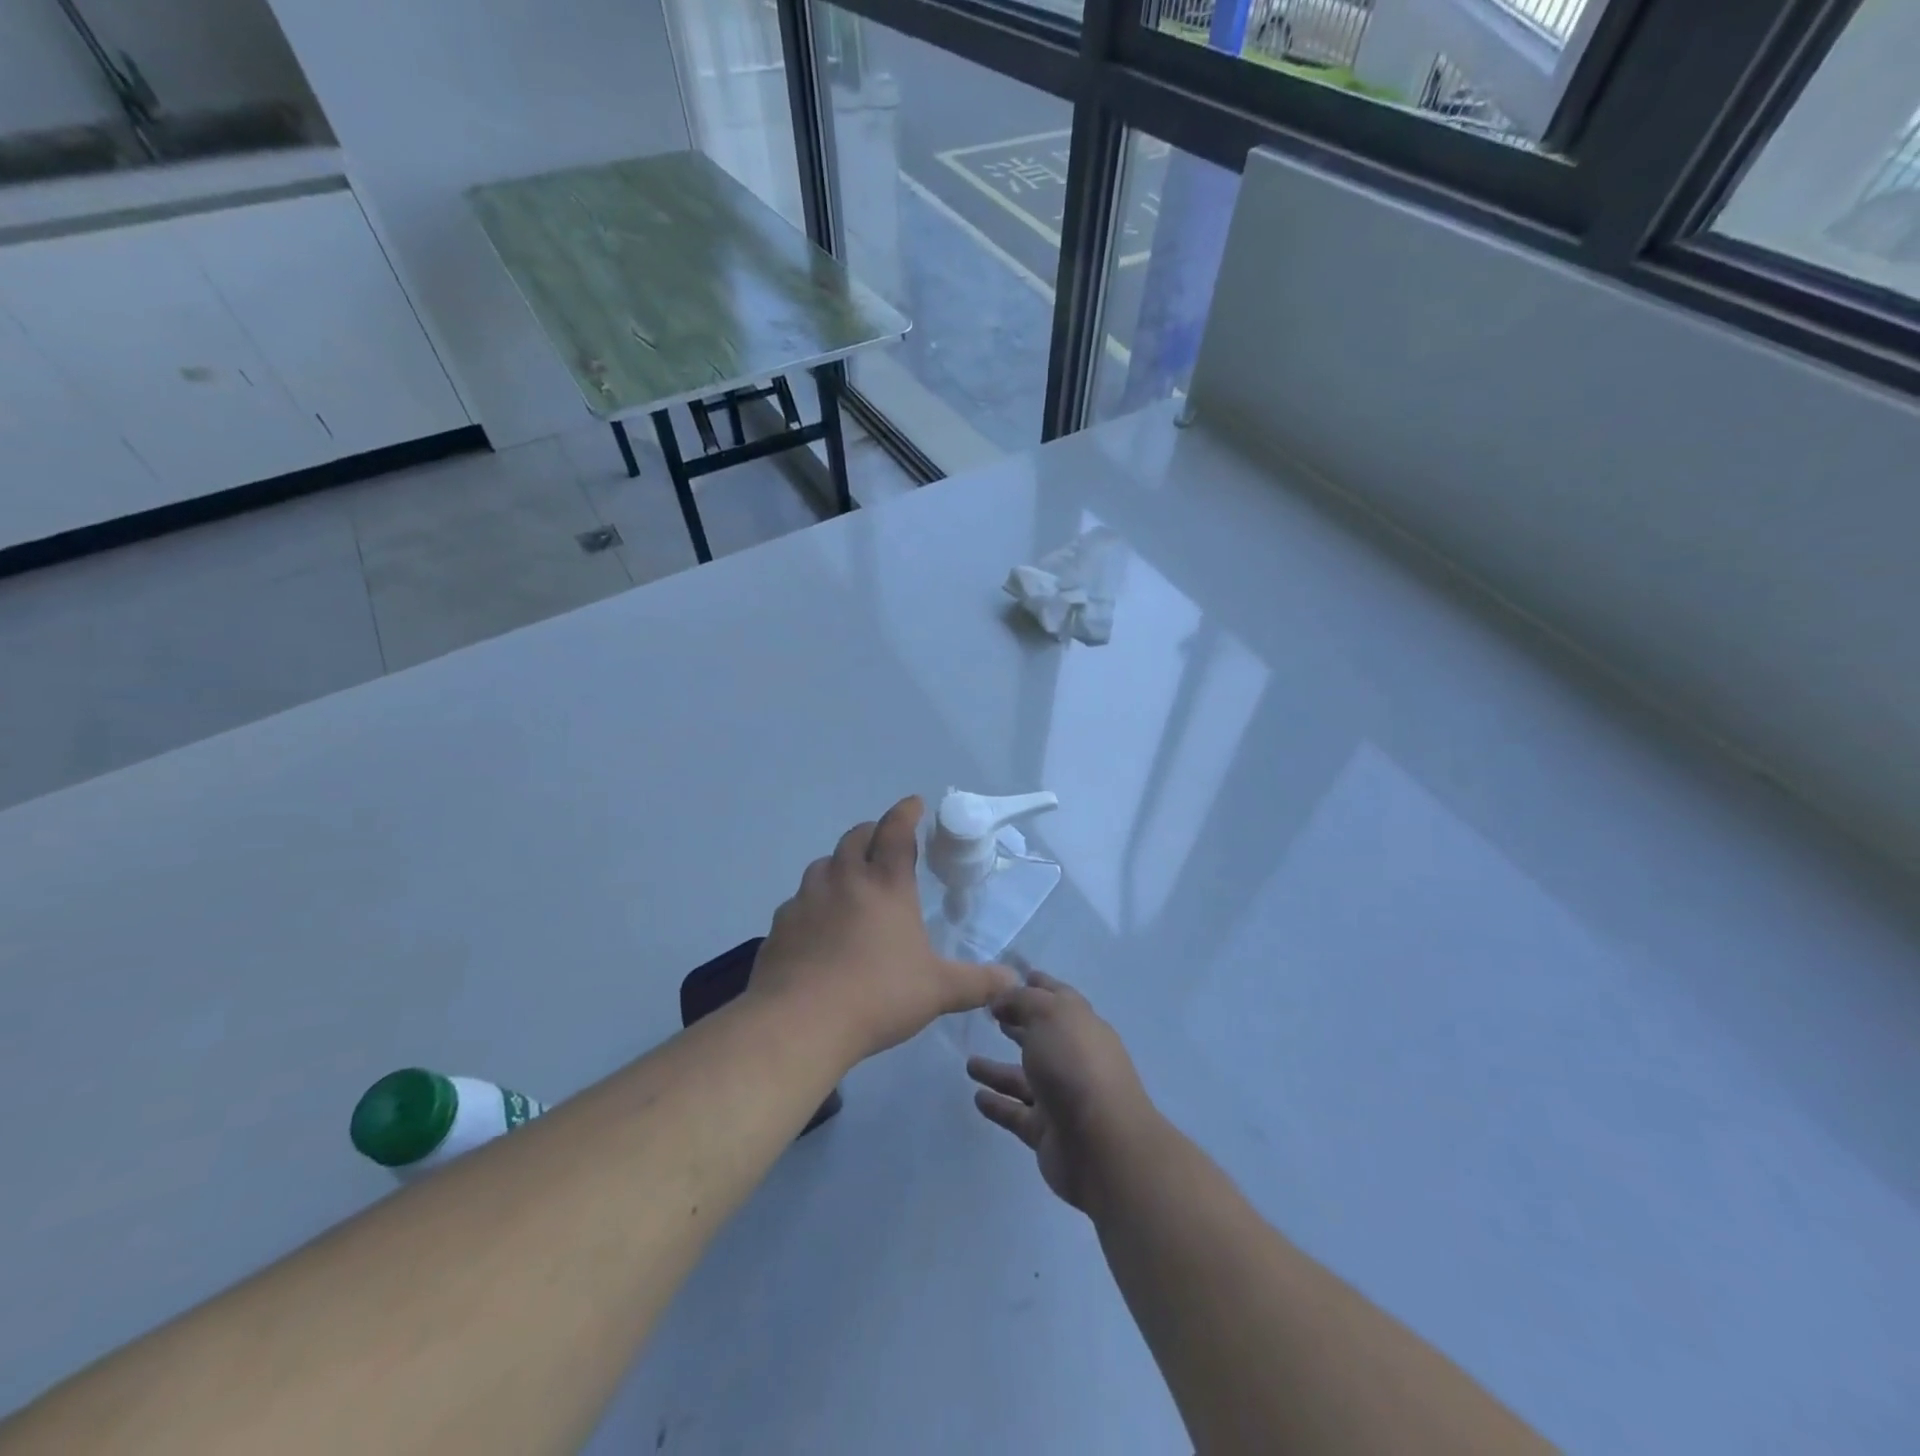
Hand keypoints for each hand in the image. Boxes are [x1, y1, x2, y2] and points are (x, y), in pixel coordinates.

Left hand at [750, 797, 1016, 1068]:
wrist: (799, 1022)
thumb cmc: (878, 996)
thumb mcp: (937, 991)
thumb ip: (977, 983)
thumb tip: (1013, 982)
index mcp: (885, 885)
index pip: (896, 833)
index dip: (906, 813)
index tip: (914, 803)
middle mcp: (844, 881)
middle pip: (855, 838)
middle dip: (872, 832)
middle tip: (883, 840)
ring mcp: (807, 900)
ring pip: (823, 865)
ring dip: (839, 863)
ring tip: (850, 879)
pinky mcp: (781, 926)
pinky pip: (799, 901)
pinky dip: (813, 901)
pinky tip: (818, 925)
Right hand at [967, 972, 1157, 1213]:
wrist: (1102, 1143)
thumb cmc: (1075, 1065)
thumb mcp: (1048, 1014)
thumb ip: (1022, 1001)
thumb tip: (1002, 1000)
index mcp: (1080, 1024)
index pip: (1058, 997)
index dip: (1038, 985)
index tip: (1015, 976)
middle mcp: (1073, 1058)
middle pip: (1042, 1036)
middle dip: (1019, 1025)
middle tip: (989, 1017)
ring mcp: (1062, 1097)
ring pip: (1024, 1078)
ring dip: (999, 1070)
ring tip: (969, 1063)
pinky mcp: (1047, 1131)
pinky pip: (1017, 1113)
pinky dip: (998, 1104)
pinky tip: (977, 1097)